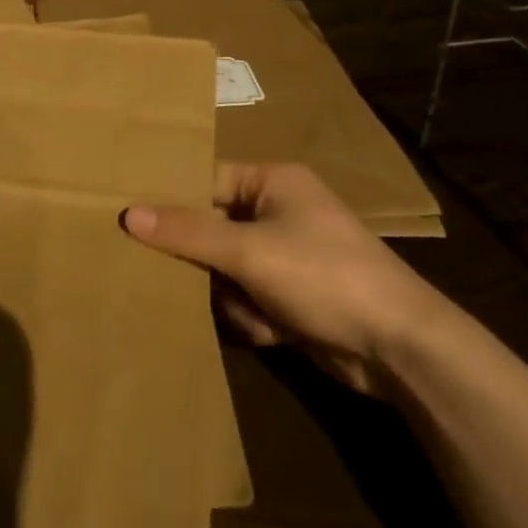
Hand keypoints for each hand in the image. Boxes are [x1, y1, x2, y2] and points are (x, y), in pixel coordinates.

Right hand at [123, 163, 453, 395]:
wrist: (399, 347)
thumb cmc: (322, 276)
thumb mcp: (248, 251)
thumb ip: (187, 232)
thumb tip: (128, 214)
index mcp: (273, 182)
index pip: (206, 180)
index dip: (172, 200)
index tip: (133, 220)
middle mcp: (280, 212)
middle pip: (213, 229)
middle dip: (205, 262)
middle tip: (174, 276)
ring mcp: (289, 256)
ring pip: (226, 269)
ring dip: (231, 296)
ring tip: (251, 311)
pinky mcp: (295, 295)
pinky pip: (248, 297)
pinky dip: (252, 316)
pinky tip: (272, 331)